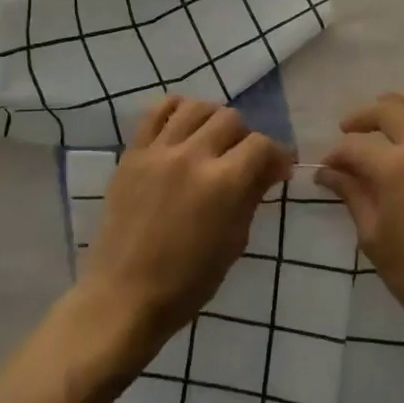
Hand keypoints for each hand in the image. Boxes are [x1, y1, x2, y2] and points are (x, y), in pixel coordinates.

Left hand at [75, 96, 292, 358]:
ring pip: (195, 107)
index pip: (261, 145)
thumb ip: (252, 196)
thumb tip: (272, 168)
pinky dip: (175, 111)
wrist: (124, 295)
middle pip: (230, 118)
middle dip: (245, 137)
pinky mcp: (132, 154)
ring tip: (211, 141)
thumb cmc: (188, 282)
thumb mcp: (234, 242)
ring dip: (212, 120)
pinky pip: (156, 113)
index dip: (277, 155)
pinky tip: (182, 128)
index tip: (278, 169)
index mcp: (223, 183)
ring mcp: (158, 151)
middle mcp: (192, 156)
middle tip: (242, 160)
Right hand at [317, 92, 403, 345]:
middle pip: (389, 110)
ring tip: (389, 113)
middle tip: (350, 131)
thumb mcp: (375, 239)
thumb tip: (328, 173)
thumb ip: (353, 196)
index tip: (327, 169)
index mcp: (394, 168)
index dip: (336, 155)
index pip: (355, 147)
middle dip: (363, 117)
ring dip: (403, 102)